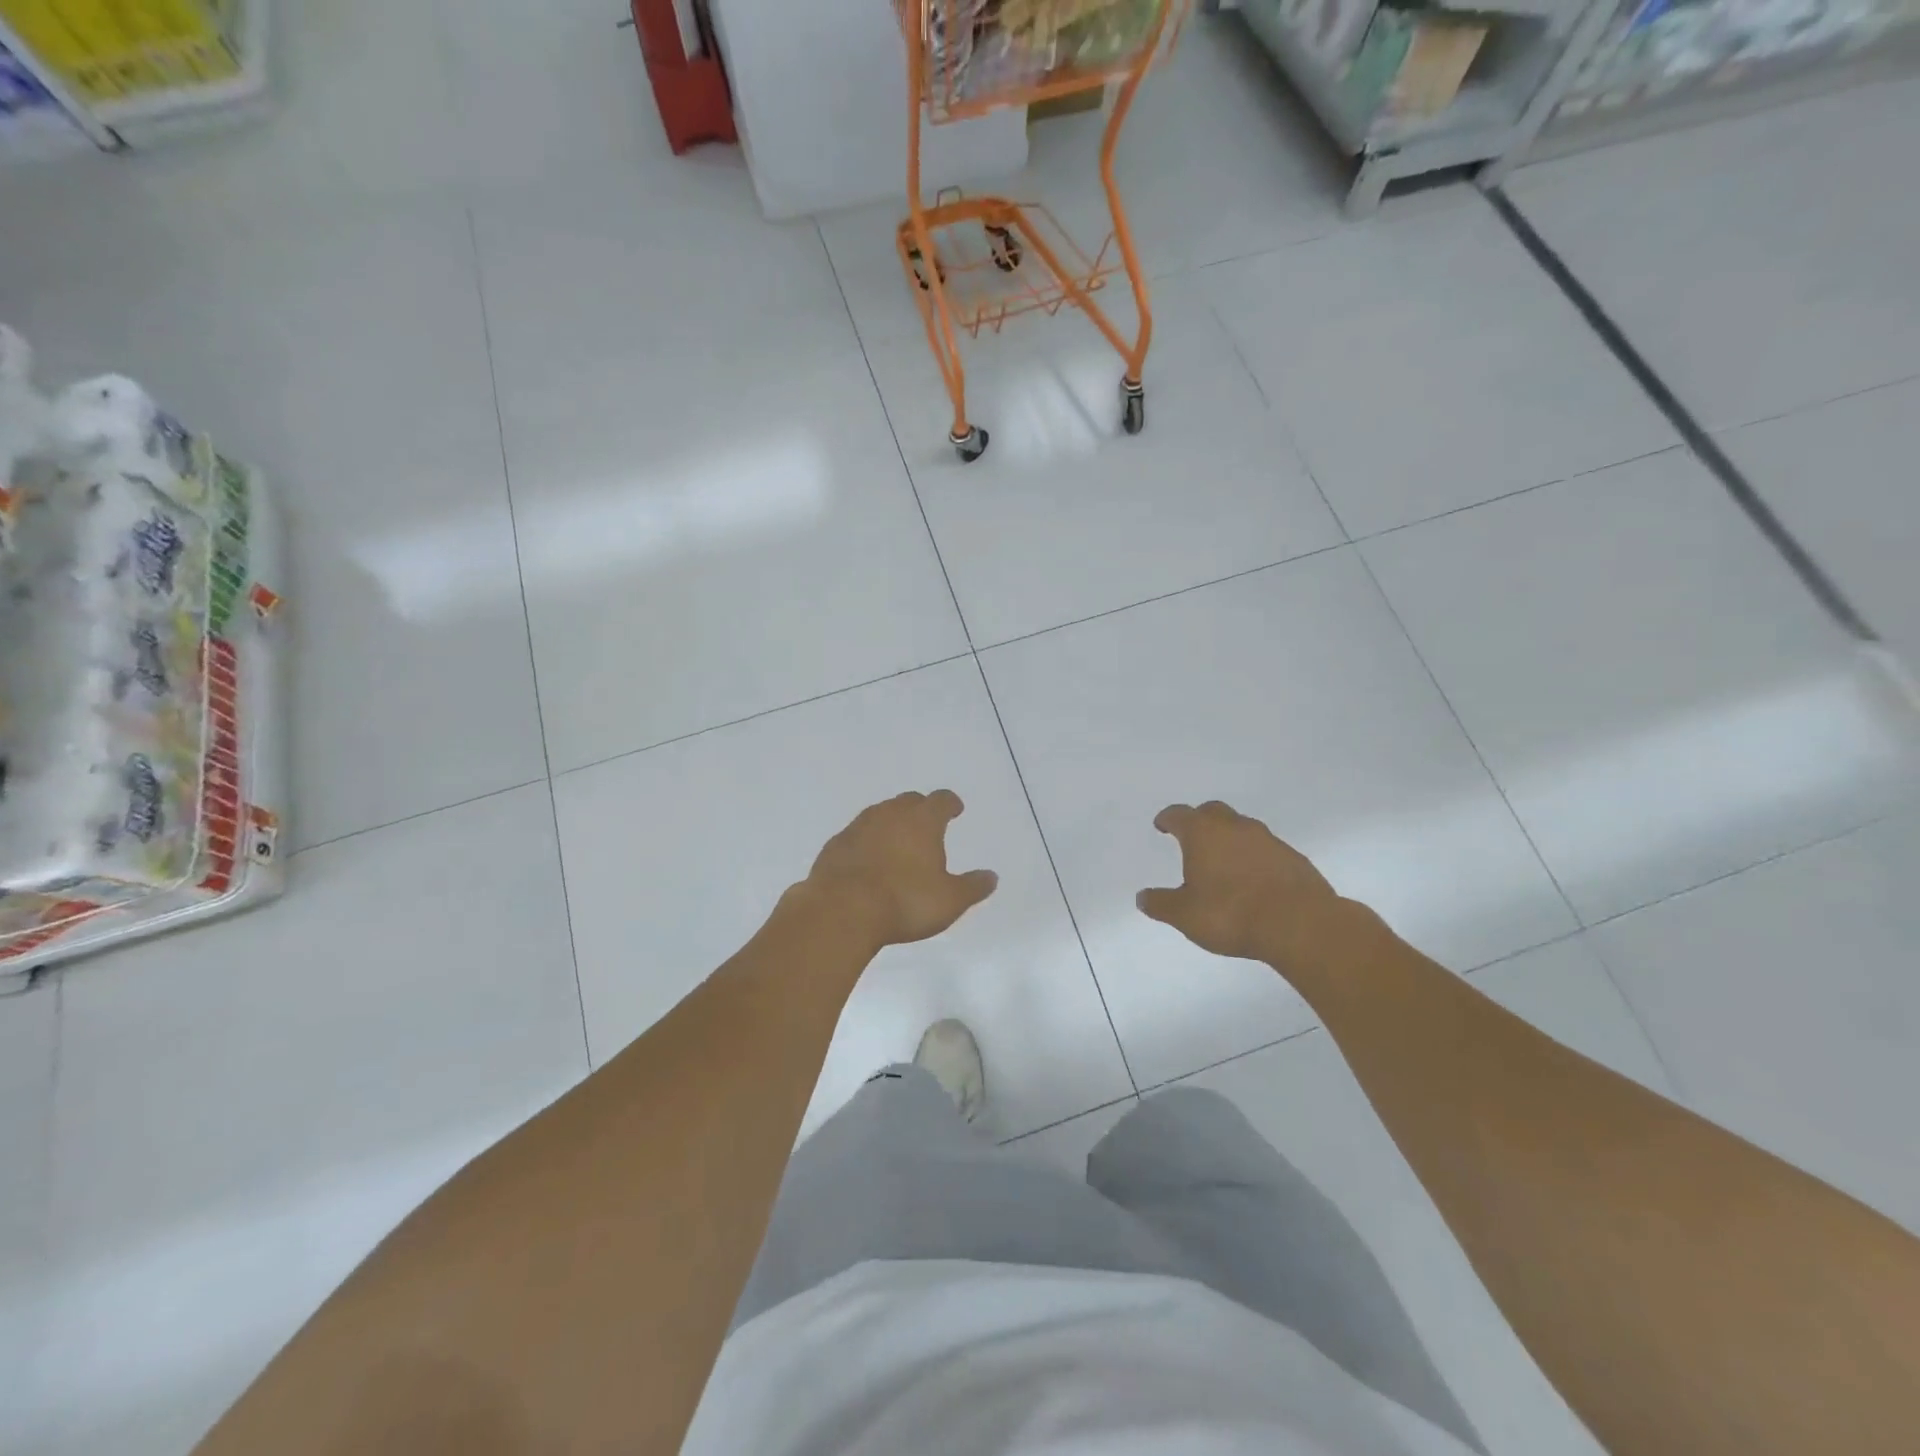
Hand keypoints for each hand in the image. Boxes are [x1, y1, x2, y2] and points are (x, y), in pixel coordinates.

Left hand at [798, 790, 998, 949]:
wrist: (841, 910)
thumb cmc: (905, 901)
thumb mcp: (950, 900)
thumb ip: (973, 887)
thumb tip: (992, 877)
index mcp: (922, 821)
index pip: (941, 800)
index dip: (950, 803)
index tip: (955, 809)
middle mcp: (890, 814)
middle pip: (908, 801)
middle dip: (920, 809)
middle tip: (926, 824)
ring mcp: (858, 827)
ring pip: (879, 814)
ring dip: (891, 823)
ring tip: (897, 841)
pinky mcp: (835, 845)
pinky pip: (856, 835)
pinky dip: (866, 842)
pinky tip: (867, 860)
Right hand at [1136, 801, 1346, 966]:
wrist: (1300, 925)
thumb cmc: (1231, 914)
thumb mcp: (1185, 915)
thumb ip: (1161, 904)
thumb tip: (1142, 897)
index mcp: (1203, 833)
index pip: (1179, 815)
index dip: (1168, 819)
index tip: (1162, 825)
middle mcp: (1235, 827)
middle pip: (1213, 812)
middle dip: (1199, 820)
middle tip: (1192, 837)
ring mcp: (1268, 840)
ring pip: (1242, 828)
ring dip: (1229, 838)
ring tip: (1223, 861)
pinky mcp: (1293, 858)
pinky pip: (1266, 849)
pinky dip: (1254, 857)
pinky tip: (1253, 879)